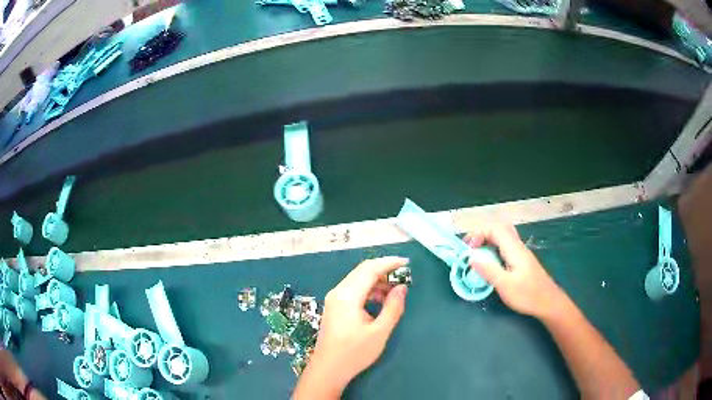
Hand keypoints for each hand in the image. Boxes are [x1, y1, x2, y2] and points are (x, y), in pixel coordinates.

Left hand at [293, 257, 408, 398]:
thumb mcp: (379, 332)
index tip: (407, 263)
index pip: (369, 269)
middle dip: (384, 270)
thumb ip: (393, 307)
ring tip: (395, 293)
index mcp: (347, 296)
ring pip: (358, 280)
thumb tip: (402, 288)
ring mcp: (334, 299)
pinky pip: (353, 290)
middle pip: (362, 271)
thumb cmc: (354, 353)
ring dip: (377, 282)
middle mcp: (338, 292)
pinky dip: (369, 291)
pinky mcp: (334, 307)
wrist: (328, 369)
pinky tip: (380, 302)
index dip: (389, 263)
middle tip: (404, 277)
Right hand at [464, 224, 564, 318]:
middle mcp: (518, 247)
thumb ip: (488, 270)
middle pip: (499, 229)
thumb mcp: (505, 285)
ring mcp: (521, 254)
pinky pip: (506, 248)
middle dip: (483, 235)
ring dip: (488, 242)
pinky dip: (495, 250)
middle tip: (472, 248)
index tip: (468, 248)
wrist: (549, 302)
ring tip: (478, 256)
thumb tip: (471, 257)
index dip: (478, 233)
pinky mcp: (522, 262)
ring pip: (503, 238)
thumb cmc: (528, 295)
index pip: (494, 228)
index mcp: (514, 249)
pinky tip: (491, 265)